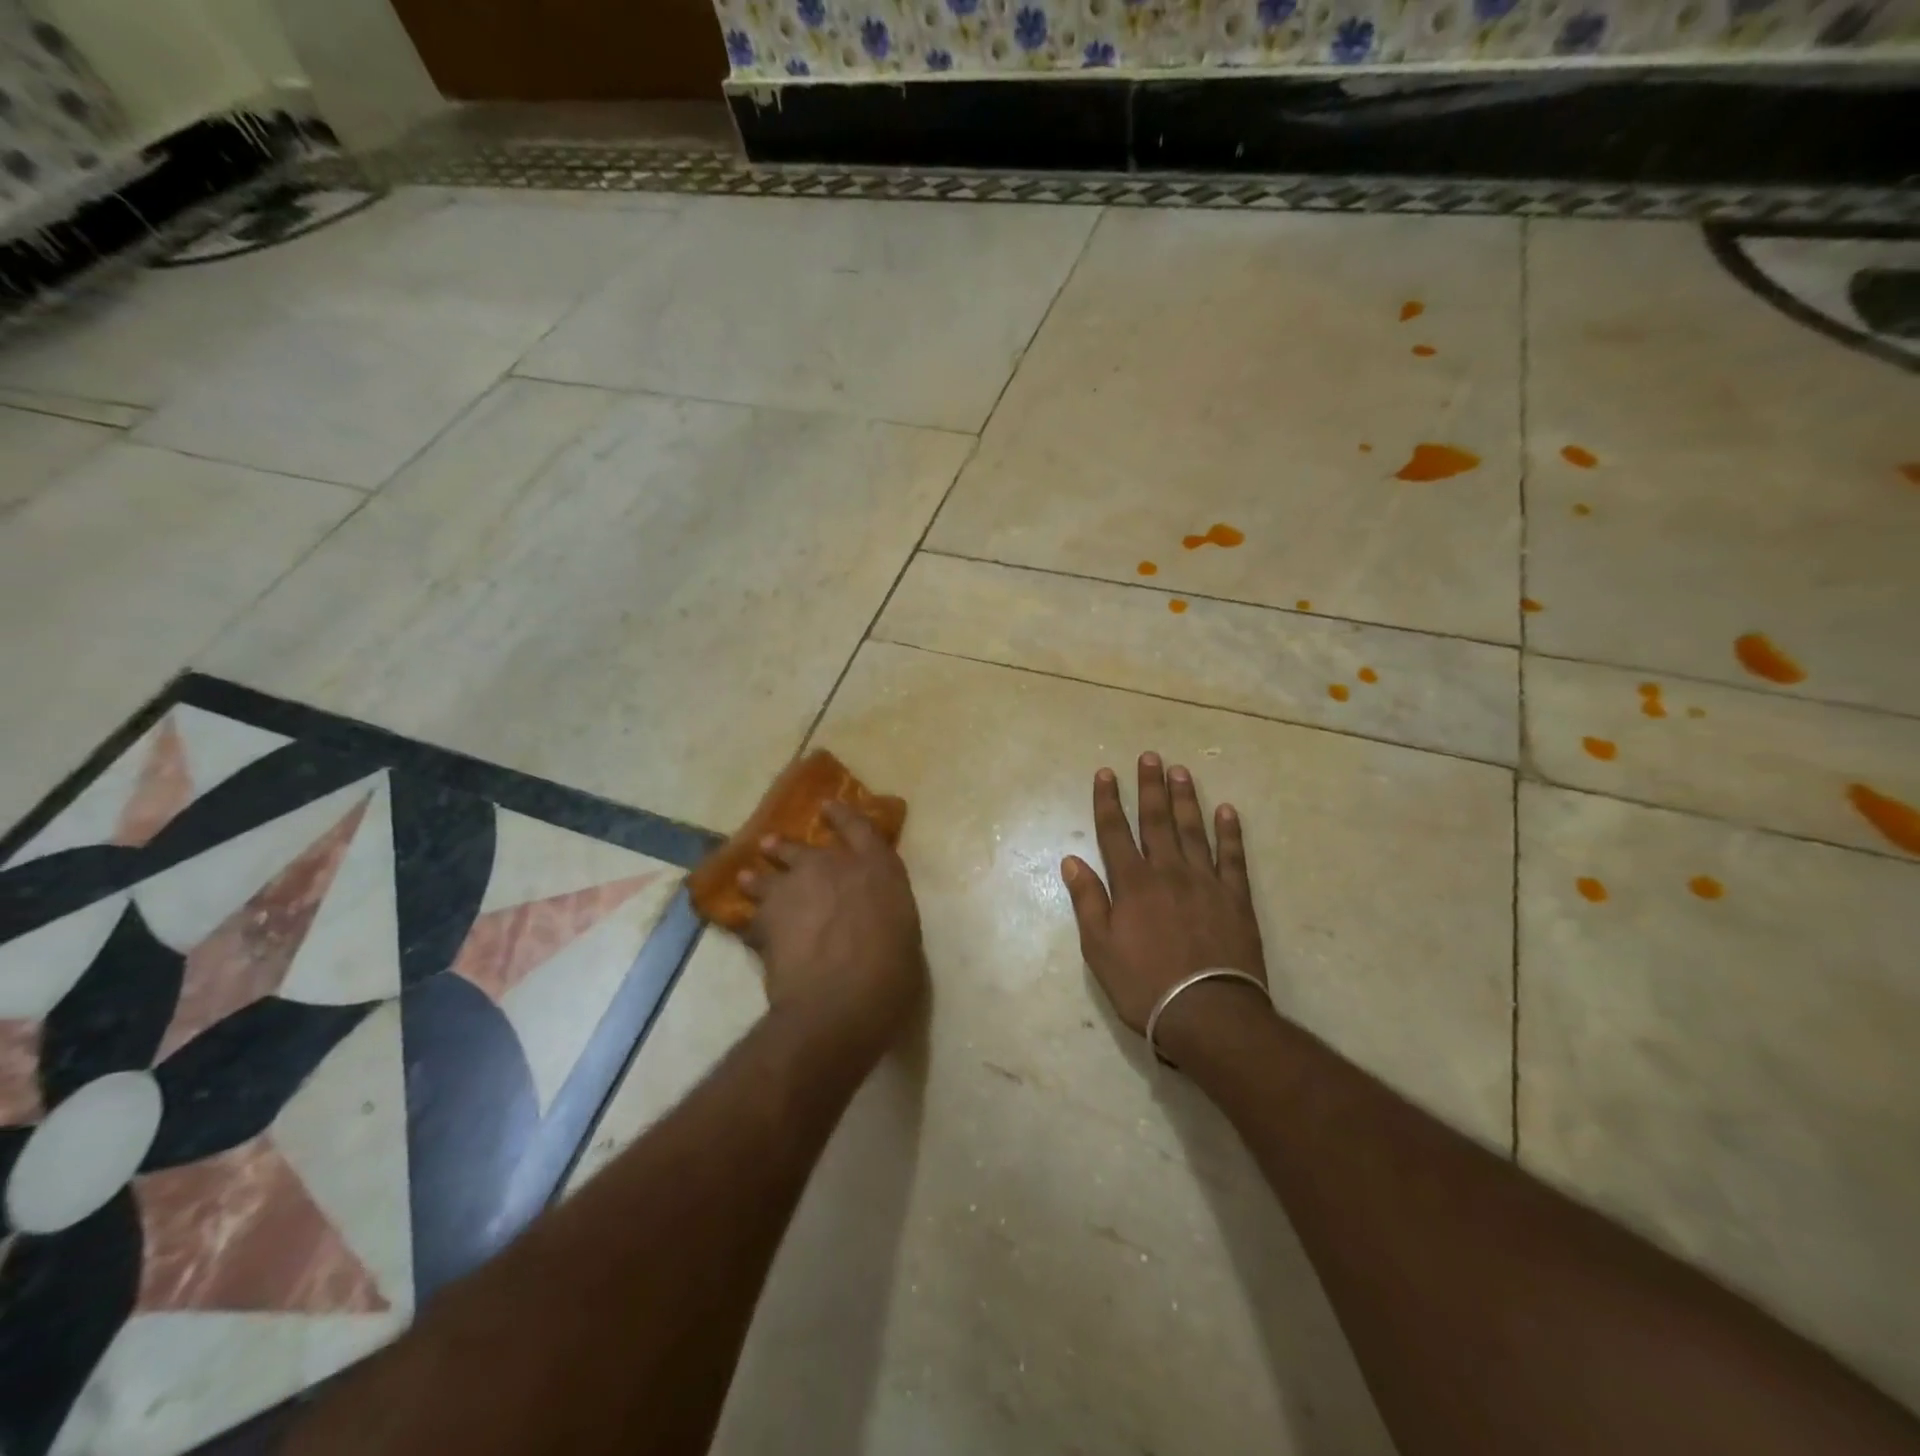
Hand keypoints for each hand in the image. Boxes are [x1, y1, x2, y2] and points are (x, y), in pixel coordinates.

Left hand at [739, 802, 927, 1059]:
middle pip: (804, 848)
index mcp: (877, 869)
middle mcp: (834, 867)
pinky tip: (746, 928)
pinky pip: (752, 916)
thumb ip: (885, 913)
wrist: (839, 1002)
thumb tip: (872, 917)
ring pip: (768, 875)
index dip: (843, 816)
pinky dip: (750, 921)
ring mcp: (795, 889)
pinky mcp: (766, 918)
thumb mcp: (903, 935)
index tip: (827, 806)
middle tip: (772, 844)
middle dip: (787, 847)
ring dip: (758, 877)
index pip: (860, 828)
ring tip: (747, 876)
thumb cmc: (890, 974)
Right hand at [1062, 753, 1269, 1051]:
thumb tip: (1071, 860)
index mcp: (1132, 884)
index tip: (1106, 773)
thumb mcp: (1100, 948)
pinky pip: (1233, 857)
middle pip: (1156, 821)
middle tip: (1150, 756)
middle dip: (1150, 787)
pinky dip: (1230, 833)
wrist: (1207, 1013)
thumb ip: (1088, 900)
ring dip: (1186, 799)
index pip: (1115, 832)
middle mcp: (1168, 872)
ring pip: (1193, 831)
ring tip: (1181, 771)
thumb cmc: (1144, 984)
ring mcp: (1205, 882)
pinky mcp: (1235, 898)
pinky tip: (1227, 811)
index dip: (1108, 801)